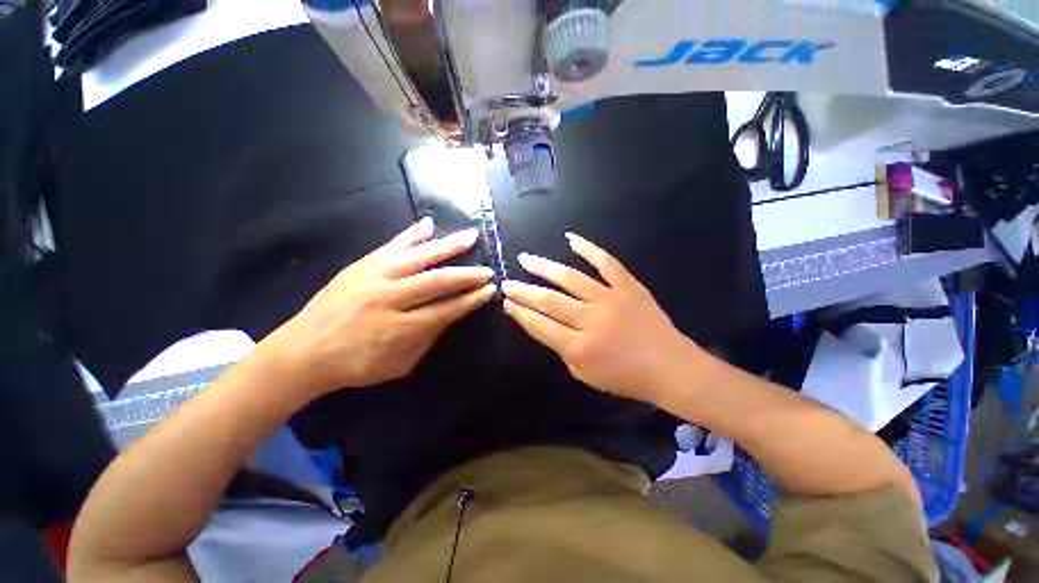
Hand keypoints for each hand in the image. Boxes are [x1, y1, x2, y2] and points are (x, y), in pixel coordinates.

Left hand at [261, 217, 494, 397]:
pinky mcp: (361, 265)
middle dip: (467, 275)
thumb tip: (449, 315)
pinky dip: (412, 235)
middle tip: (488, 270)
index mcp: (401, 328)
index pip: (447, 309)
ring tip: (470, 237)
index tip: (489, 290)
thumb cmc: (355, 364)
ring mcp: (374, 277)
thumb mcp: (399, 364)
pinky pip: (391, 246)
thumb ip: (427, 339)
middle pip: (437, 281)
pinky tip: (429, 225)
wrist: (302, 352)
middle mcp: (390, 298)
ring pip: (419, 258)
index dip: (471, 299)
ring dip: (448, 247)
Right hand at [501, 233, 697, 403]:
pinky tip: (570, 238)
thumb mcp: (585, 374)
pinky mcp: (629, 286)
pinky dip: (588, 248)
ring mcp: (611, 299)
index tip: (506, 302)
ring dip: (543, 267)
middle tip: (507, 282)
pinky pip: (606, 262)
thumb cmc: (625, 377)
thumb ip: (562, 349)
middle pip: (549, 300)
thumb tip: (545, 324)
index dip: (520, 313)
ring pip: (570, 278)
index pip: (539, 325)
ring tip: (525, 259)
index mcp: (579, 347)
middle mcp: (591, 320)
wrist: (670, 368)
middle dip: (523, 291)